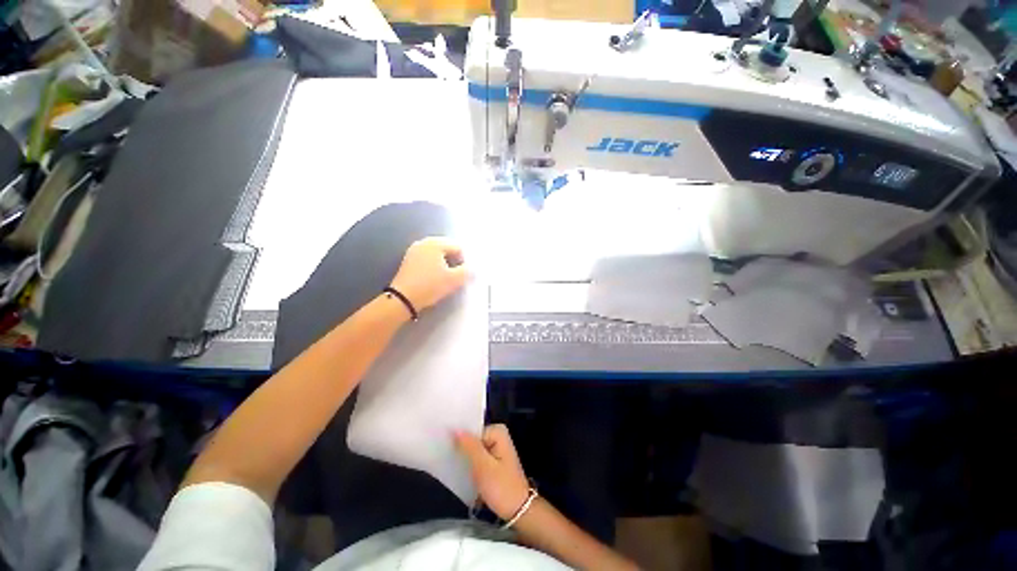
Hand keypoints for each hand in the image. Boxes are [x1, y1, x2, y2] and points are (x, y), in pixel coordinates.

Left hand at [389, 237, 468, 311]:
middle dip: (454, 260)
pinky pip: (428, 257)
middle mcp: (424, 242)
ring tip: (446, 277)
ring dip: (445, 262)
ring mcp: (415, 250)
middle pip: (447, 248)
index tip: (463, 274)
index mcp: (436, 243)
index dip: (464, 261)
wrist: (403, 298)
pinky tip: (435, 276)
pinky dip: (434, 264)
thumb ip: (467, 271)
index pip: (458, 247)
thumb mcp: (454, 280)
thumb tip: (474, 268)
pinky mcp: (409, 259)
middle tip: (456, 275)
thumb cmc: (430, 286)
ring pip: (437, 253)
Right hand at [454, 424, 530, 520]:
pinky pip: (477, 457)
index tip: (446, 450)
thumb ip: (469, 446)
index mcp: (498, 432)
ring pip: (473, 449)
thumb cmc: (501, 487)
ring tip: (451, 467)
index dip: (459, 440)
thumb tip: (455, 428)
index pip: (471, 430)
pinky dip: (470, 464)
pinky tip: (460, 473)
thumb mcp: (483, 467)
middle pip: (473, 439)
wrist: (518, 511)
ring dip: (464, 458)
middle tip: (447, 461)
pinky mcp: (493, 461)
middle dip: (462, 449)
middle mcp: (498, 436)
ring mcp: (496, 448)